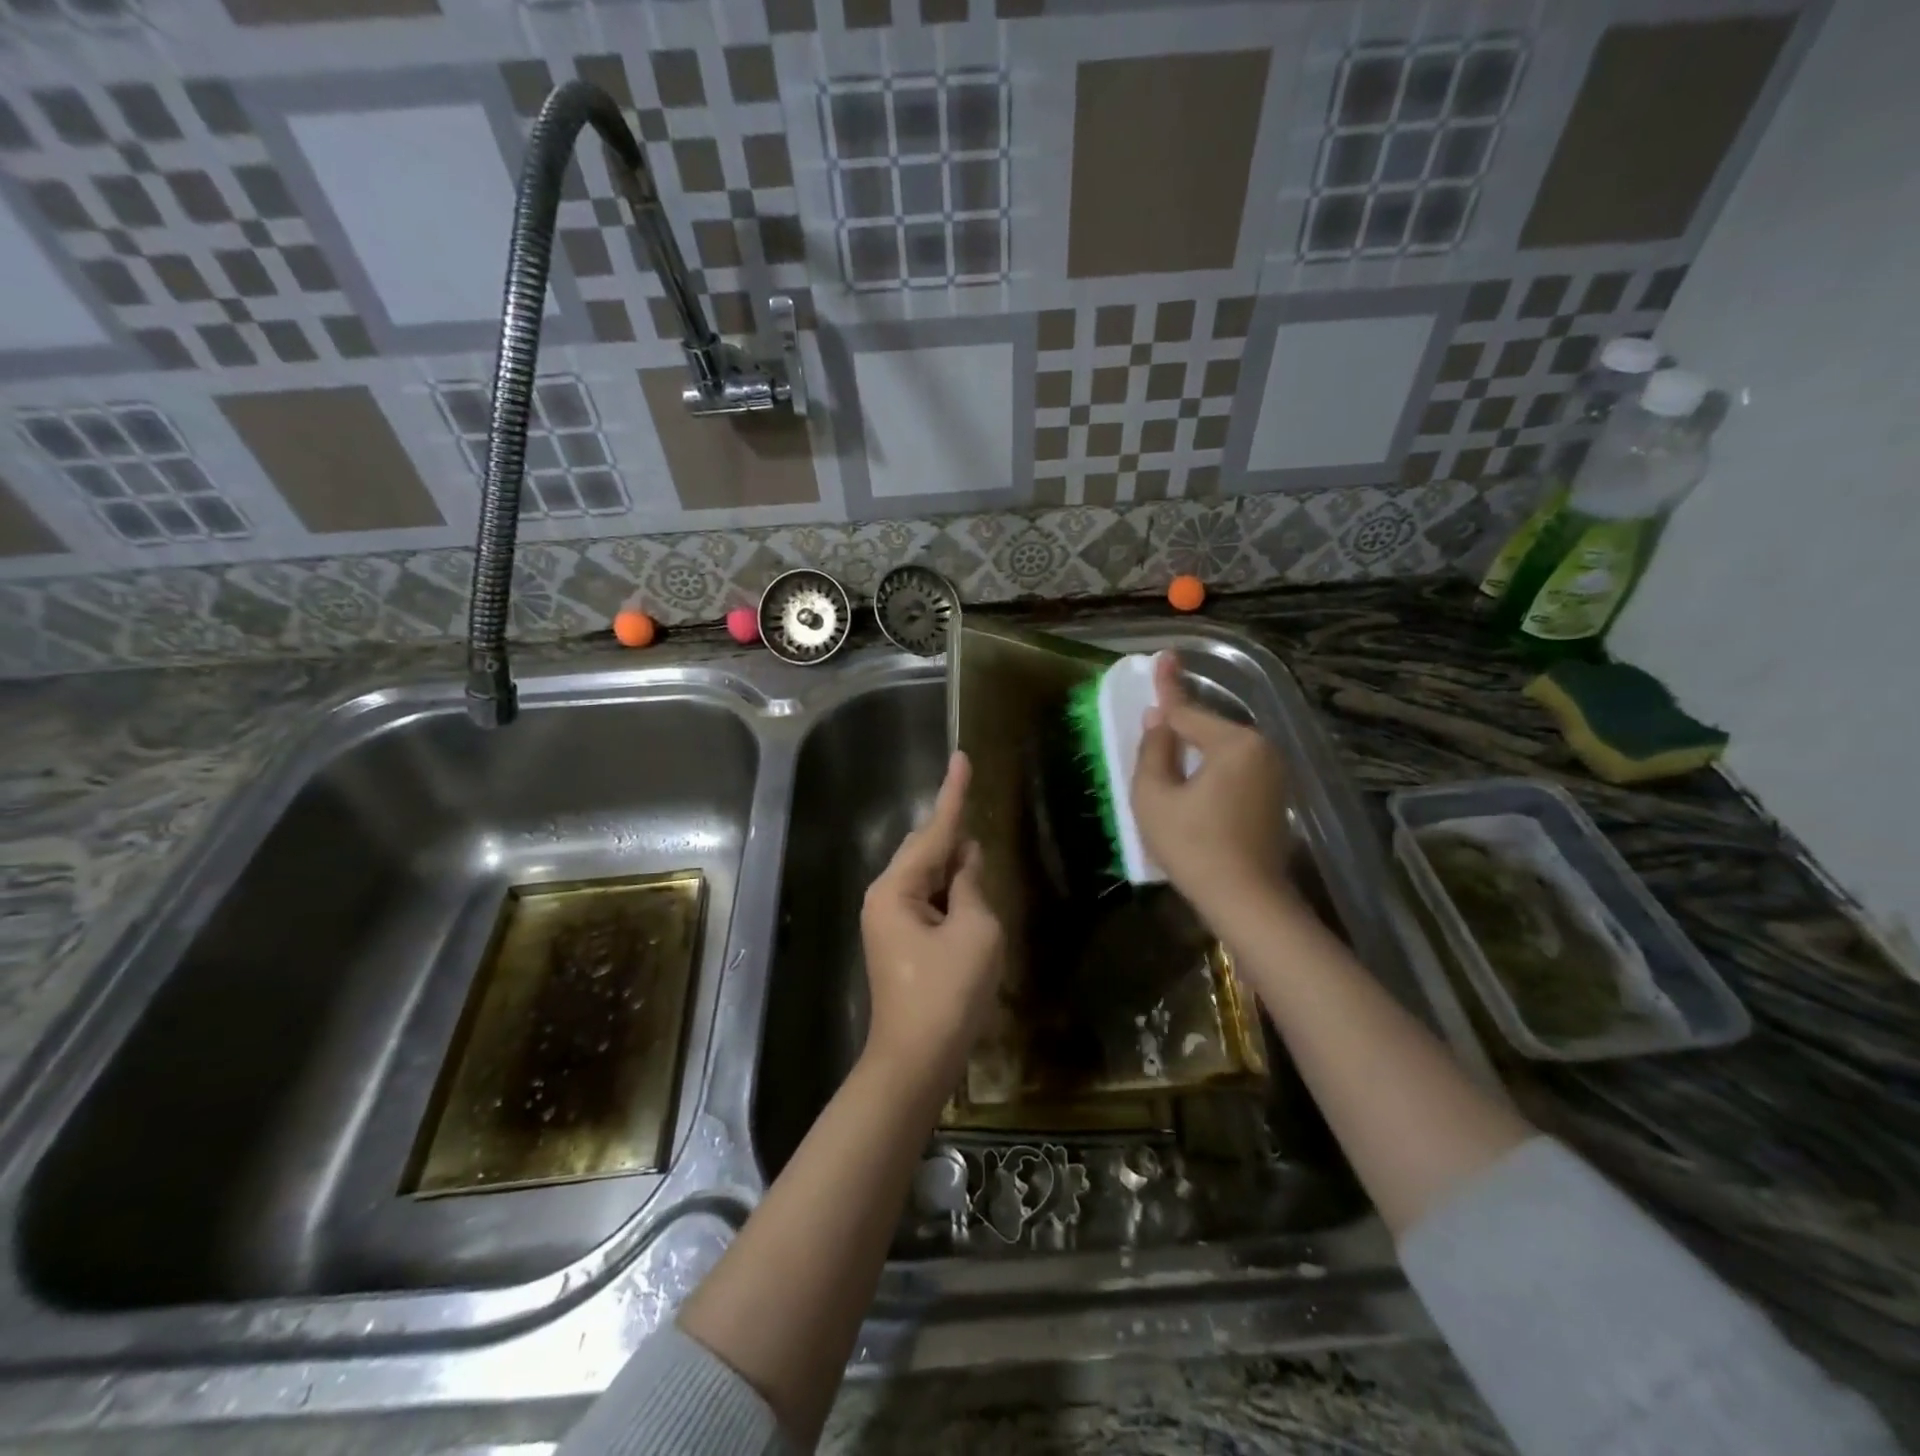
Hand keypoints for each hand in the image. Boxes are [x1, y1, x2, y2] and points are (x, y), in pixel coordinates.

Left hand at [860, 751, 1004, 1094]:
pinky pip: (929, 899)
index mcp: (897, 888)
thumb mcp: (975, 931)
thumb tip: (965, 861)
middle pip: (926, 849)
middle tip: (975, 798)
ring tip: (979, 845)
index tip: (961, 757)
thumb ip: (971, 886)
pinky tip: (970, 886)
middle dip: (954, 830)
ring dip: (954, 863)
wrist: (917, 1060)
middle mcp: (886, 896)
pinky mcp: (900, 940)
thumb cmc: (949, 994)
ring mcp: (890, 920)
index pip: (935, 830)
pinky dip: (951, 889)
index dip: (953, 793)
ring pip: (928, 875)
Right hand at [1131, 653, 1294, 928]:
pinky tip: (1194, 785)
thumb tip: (1158, 720)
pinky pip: (1236, 769)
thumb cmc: (1193, 846)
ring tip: (1168, 758)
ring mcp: (1274, 773)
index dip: (1167, 687)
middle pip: (1208, 729)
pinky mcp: (1276, 796)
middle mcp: (1261, 748)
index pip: (1188, 711)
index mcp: (1233, 743)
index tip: (1163, 655)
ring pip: (1222, 749)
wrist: (1248, 900)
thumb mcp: (1154, 796)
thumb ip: (1153, 750)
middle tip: (1154, 726)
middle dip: (1180, 728)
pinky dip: (1212, 770)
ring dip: (1196, 751)